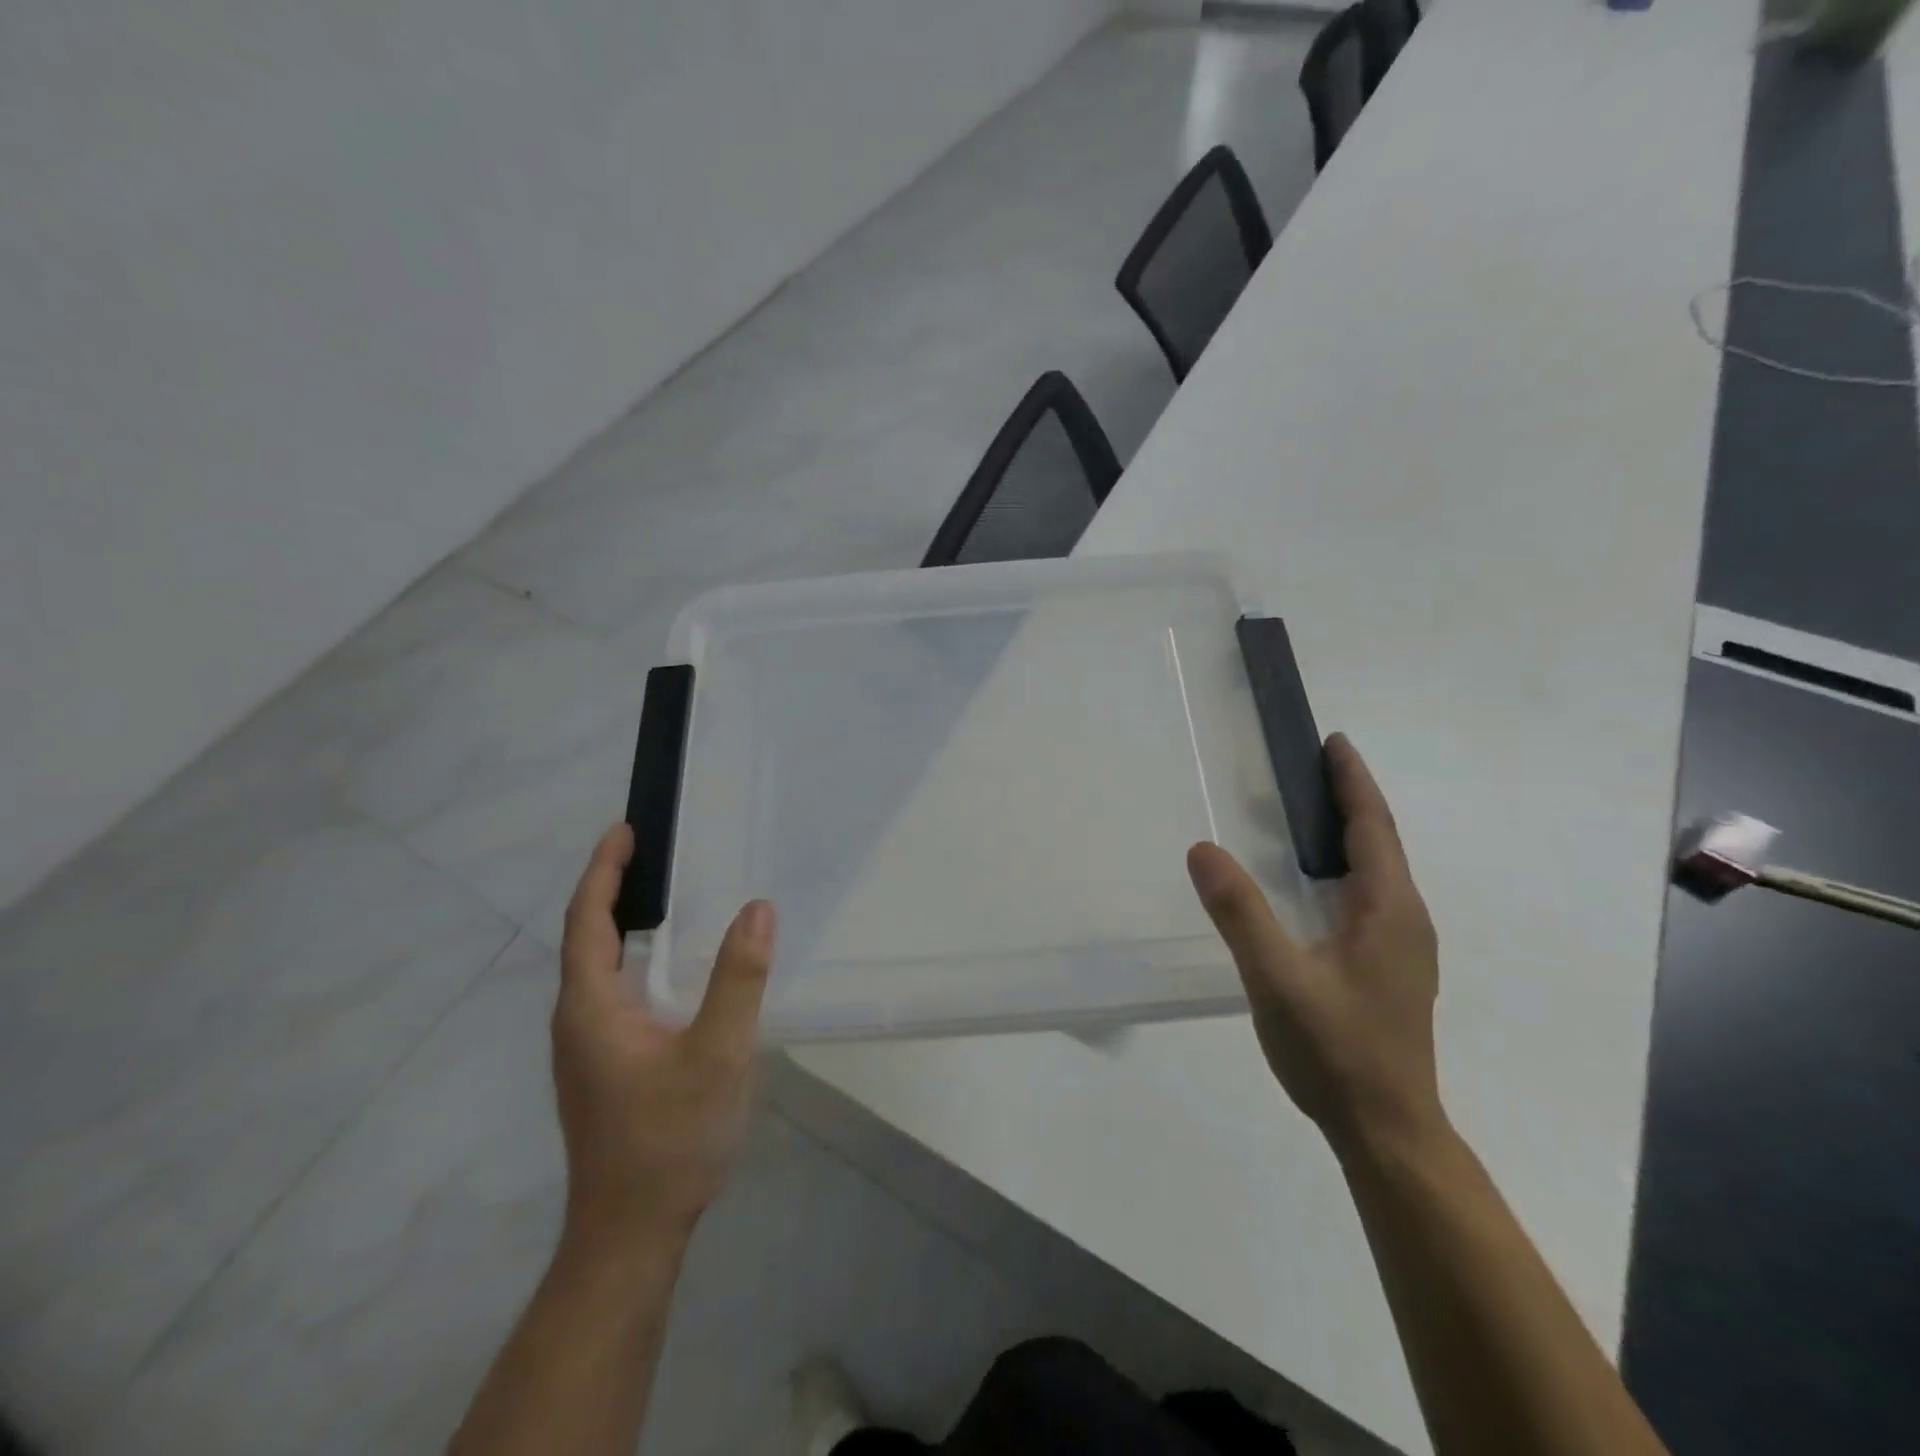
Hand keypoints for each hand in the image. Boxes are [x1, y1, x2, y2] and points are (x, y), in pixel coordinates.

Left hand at [551, 824, 775, 1244]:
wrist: (631, 1233)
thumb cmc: (668, 1139)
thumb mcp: (716, 1054)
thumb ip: (738, 979)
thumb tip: (758, 908)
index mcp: (591, 1008)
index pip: (588, 920)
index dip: (604, 871)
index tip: (625, 829)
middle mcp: (578, 1020)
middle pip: (588, 938)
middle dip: (614, 888)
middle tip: (655, 850)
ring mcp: (588, 1048)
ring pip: (600, 967)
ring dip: (625, 923)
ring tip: (665, 892)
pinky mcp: (605, 1065)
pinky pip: (615, 991)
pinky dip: (637, 957)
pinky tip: (673, 965)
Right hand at [1187, 734, 1443, 1158]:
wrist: (1387, 1131)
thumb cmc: (1335, 1050)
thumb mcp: (1277, 978)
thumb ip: (1240, 913)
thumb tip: (1202, 849)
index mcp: (1389, 910)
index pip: (1373, 827)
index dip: (1353, 781)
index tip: (1333, 742)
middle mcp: (1406, 919)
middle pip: (1380, 842)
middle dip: (1350, 799)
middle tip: (1309, 767)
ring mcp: (1403, 947)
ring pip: (1377, 872)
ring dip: (1348, 834)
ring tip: (1306, 814)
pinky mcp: (1390, 968)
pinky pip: (1369, 897)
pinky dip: (1344, 867)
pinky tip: (1312, 884)